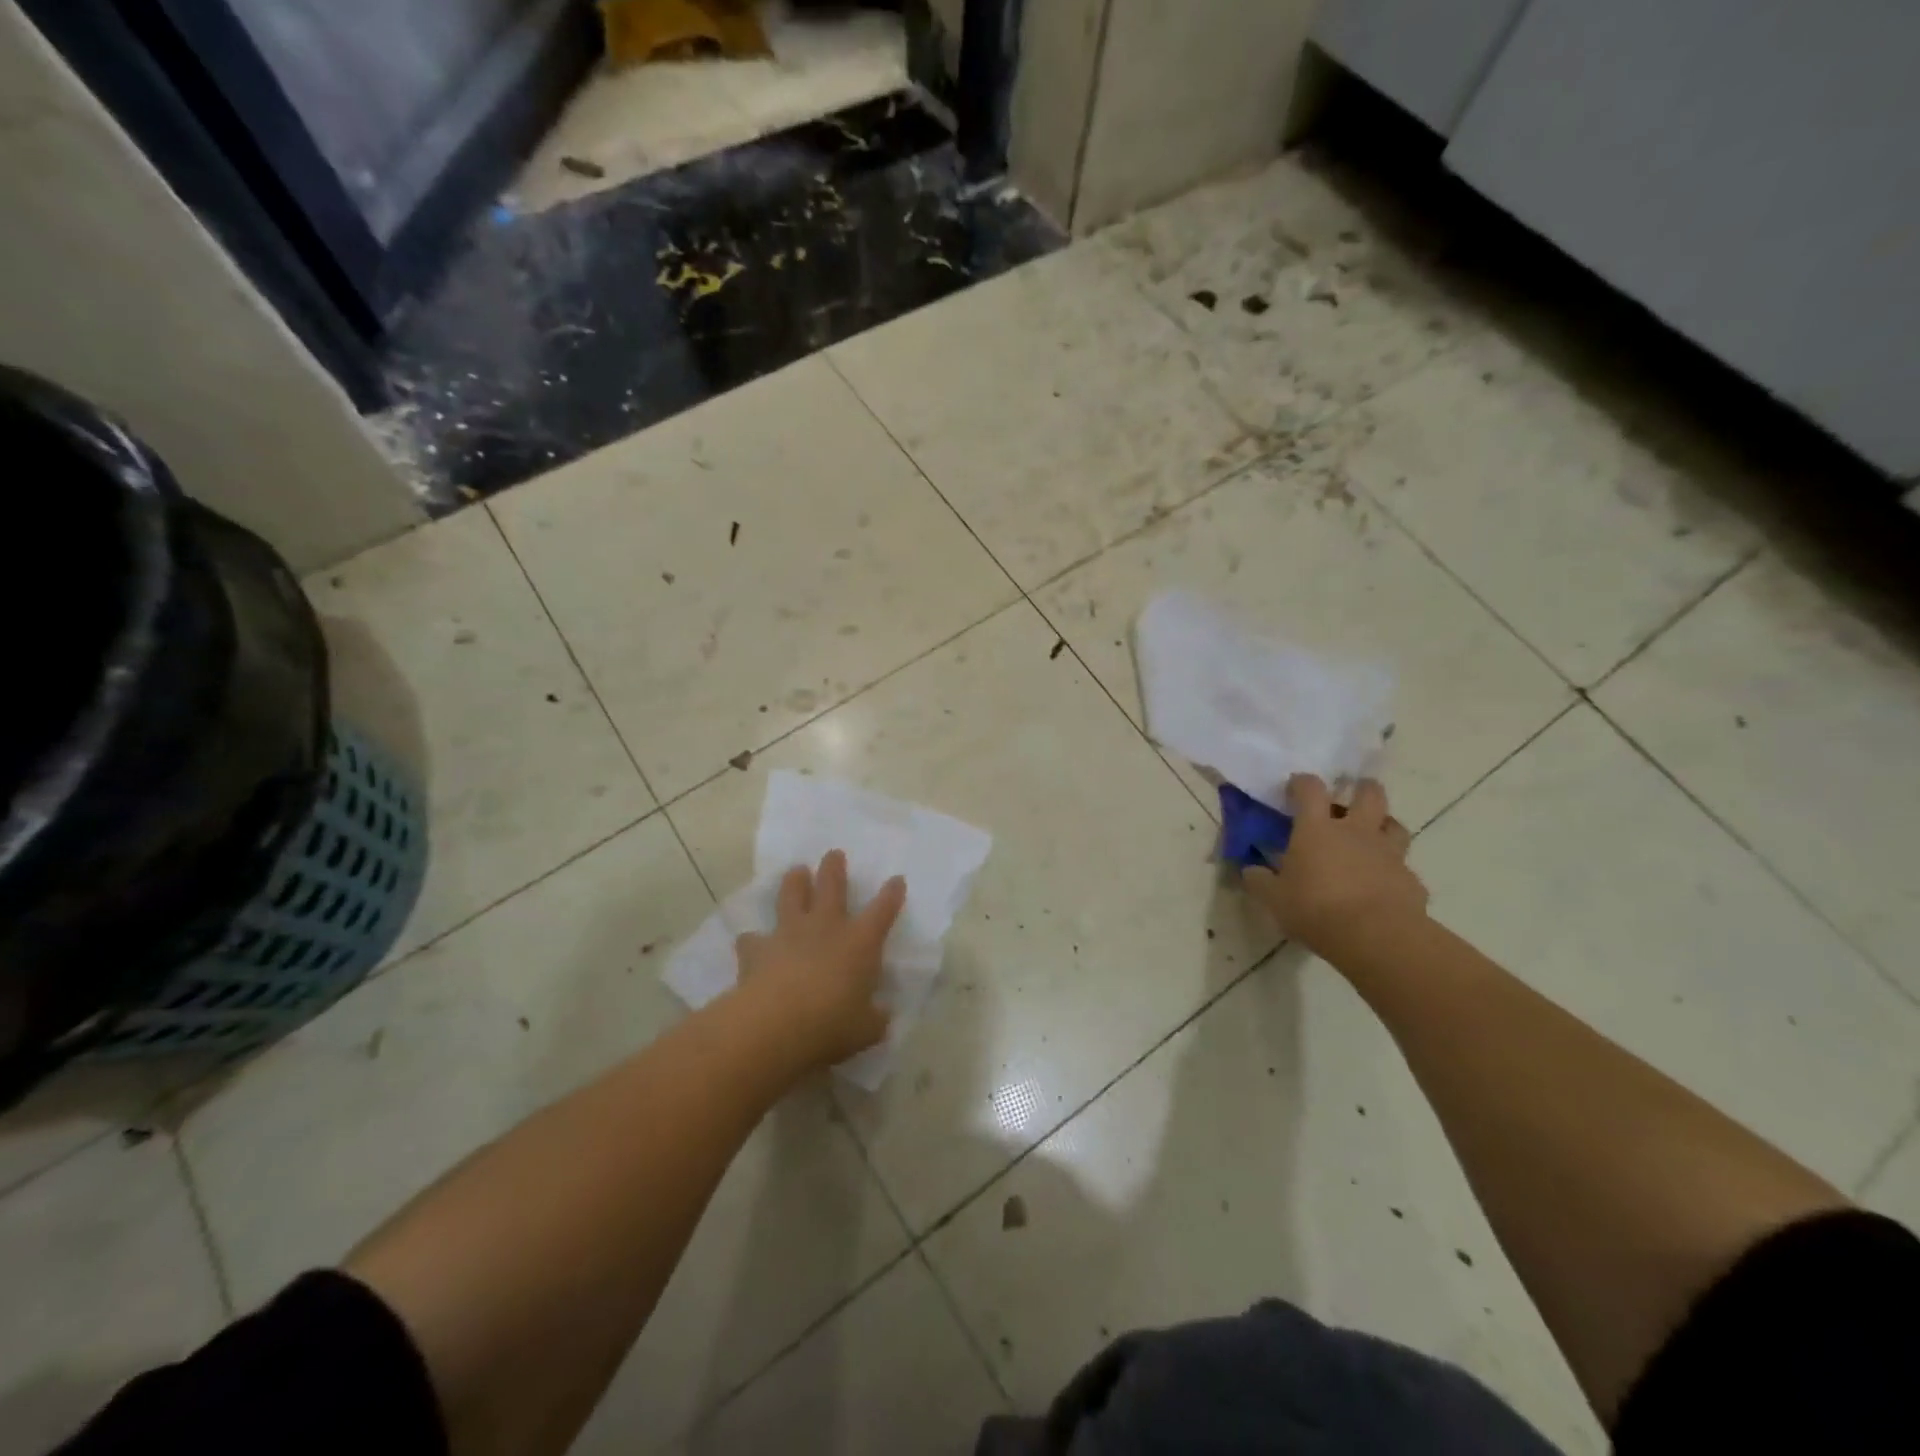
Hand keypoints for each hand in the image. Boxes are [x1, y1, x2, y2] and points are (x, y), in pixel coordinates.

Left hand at [733, 850, 906, 1070]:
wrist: (775, 1023)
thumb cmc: (832, 1024)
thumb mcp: (866, 1029)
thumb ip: (875, 1018)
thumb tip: (881, 1015)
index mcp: (860, 942)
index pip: (882, 911)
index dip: (891, 894)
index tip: (896, 880)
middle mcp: (826, 928)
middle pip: (832, 887)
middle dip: (834, 869)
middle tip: (833, 854)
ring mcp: (789, 934)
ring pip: (791, 897)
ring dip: (794, 882)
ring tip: (796, 871)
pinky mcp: (757, 950)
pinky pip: (753, 940)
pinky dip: (753, 941)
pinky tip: (750, 943)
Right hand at [1244, 775, 1428, 960]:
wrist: (1376, 937)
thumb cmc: (1315, 909)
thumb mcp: (1274, 898)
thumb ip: (1260, 880)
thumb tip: (1250, 870)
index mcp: (1317, 829)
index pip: (1310, 789)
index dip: (1302, 783)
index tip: (1295, 788)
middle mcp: (1356, 832)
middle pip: (1369, 794)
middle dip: (1361, 788)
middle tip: (1351, 796)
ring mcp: (1388, 853)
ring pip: (1395, 825)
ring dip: (1384, 825)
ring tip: (1373, 837)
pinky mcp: (1410, 879)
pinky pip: (1403, 867)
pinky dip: (1393, 871)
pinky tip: (1383, 886)